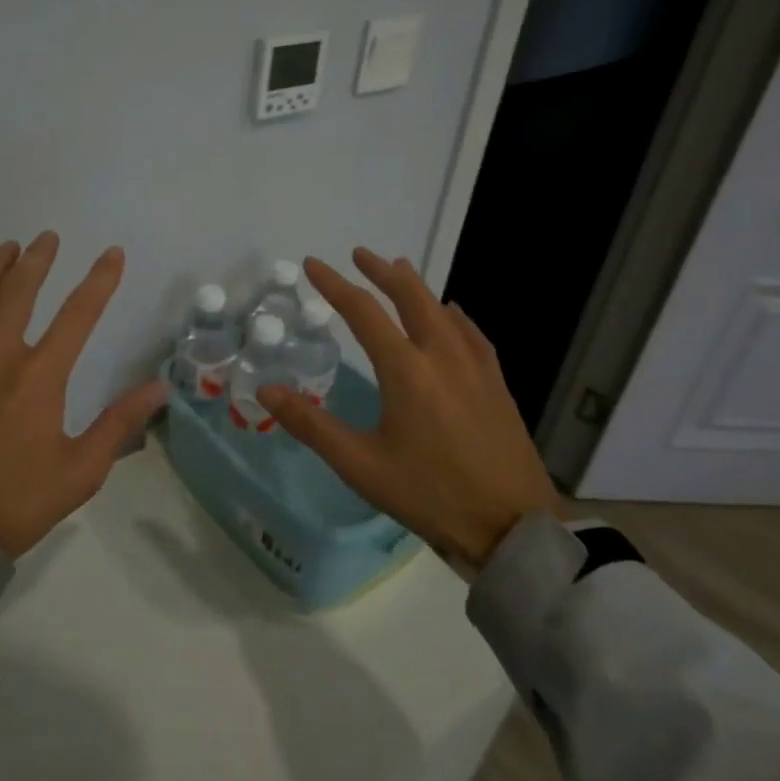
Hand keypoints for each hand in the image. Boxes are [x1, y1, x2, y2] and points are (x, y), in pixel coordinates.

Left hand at [0, 232, 166, 558]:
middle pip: (19, 291)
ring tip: (8, 248)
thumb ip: (119, 424)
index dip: (100, 280)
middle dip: (37, 259)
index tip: (112, 254)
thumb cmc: (13, 502)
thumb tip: (160, 389)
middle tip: (47, 238)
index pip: (78, 314)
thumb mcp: (79, 471)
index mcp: (40, 376)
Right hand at [256, 248, 560, 569]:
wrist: (512, 526)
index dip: (334, 285)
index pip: (363, 312)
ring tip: (401, 269)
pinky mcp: (497, 384)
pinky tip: (454, 315)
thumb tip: (266, 390)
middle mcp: (442, 356)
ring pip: (443, 310)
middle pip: (410, 297)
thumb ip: (311, 425)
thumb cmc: (430, 495)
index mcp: (405, 370)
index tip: (312, 265)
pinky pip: (471, 333)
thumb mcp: (361, 466)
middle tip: (360, 254)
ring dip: (417, 287)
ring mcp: (476, 367)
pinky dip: (453, 315)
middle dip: (382, 271)